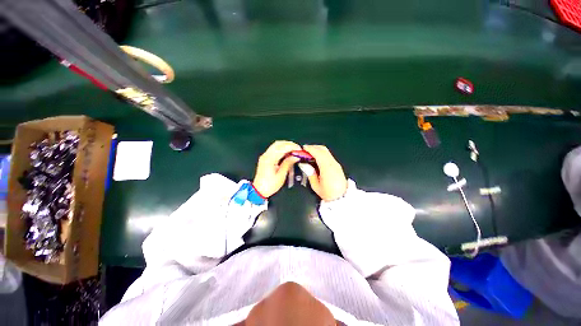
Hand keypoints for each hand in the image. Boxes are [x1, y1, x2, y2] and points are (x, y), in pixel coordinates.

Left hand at [252, 141, 300, 197]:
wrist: (259, 190)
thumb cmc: (270, 185)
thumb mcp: (281, 175)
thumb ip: (288, 164)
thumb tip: (295, 157)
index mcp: (269, 159)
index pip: (282, 148)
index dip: (292, 147)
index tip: (300, 149)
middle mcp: (266, 155)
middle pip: (278, 143)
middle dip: (289, 144)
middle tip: (298, 149)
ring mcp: (265, 156)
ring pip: (276, 145)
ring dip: (285, 146)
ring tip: (294, 150)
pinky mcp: (265, 158)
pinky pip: (274, 150)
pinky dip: (281, 149)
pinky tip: (287, 153)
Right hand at [303, 145, 346, 201]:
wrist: (342, 198)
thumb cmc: (328, 193)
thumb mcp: (316, 186)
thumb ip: (310, 173)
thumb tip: (304, 164)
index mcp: (327, 168)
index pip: (318, 153)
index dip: (310, 149)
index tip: (303, 149)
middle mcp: (333, 163)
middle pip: (323, 149)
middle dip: (313, 147)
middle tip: (304, 150)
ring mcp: (336, 164)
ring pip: (326, 151)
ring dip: (317, 150)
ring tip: (309, 154)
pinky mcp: (337, 165)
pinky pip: (328, 155)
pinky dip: (321, 153)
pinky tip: (316, 158)